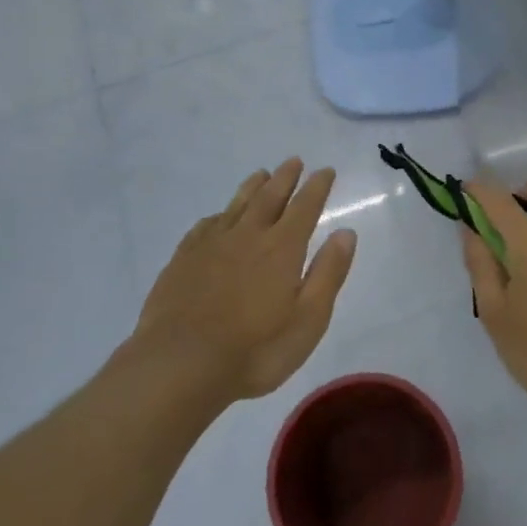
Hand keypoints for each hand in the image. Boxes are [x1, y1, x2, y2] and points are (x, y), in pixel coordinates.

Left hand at [128, 158, 356, 402]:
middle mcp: (247, 236)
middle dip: (285, 178)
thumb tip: (346, 232)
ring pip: (236, 205)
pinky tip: (218, 217)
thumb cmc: (255, 350)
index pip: (305, 207)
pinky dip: (218, 215)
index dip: (317, 187)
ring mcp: (211, 245)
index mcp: (282, 248)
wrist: (180, 364)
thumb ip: (328, 273)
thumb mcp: (308, 319)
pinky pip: (205, 225)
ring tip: (260, 174)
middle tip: (294, 161)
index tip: (325, 170)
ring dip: (252, 187)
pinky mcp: (183, 260)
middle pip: (269, 197)